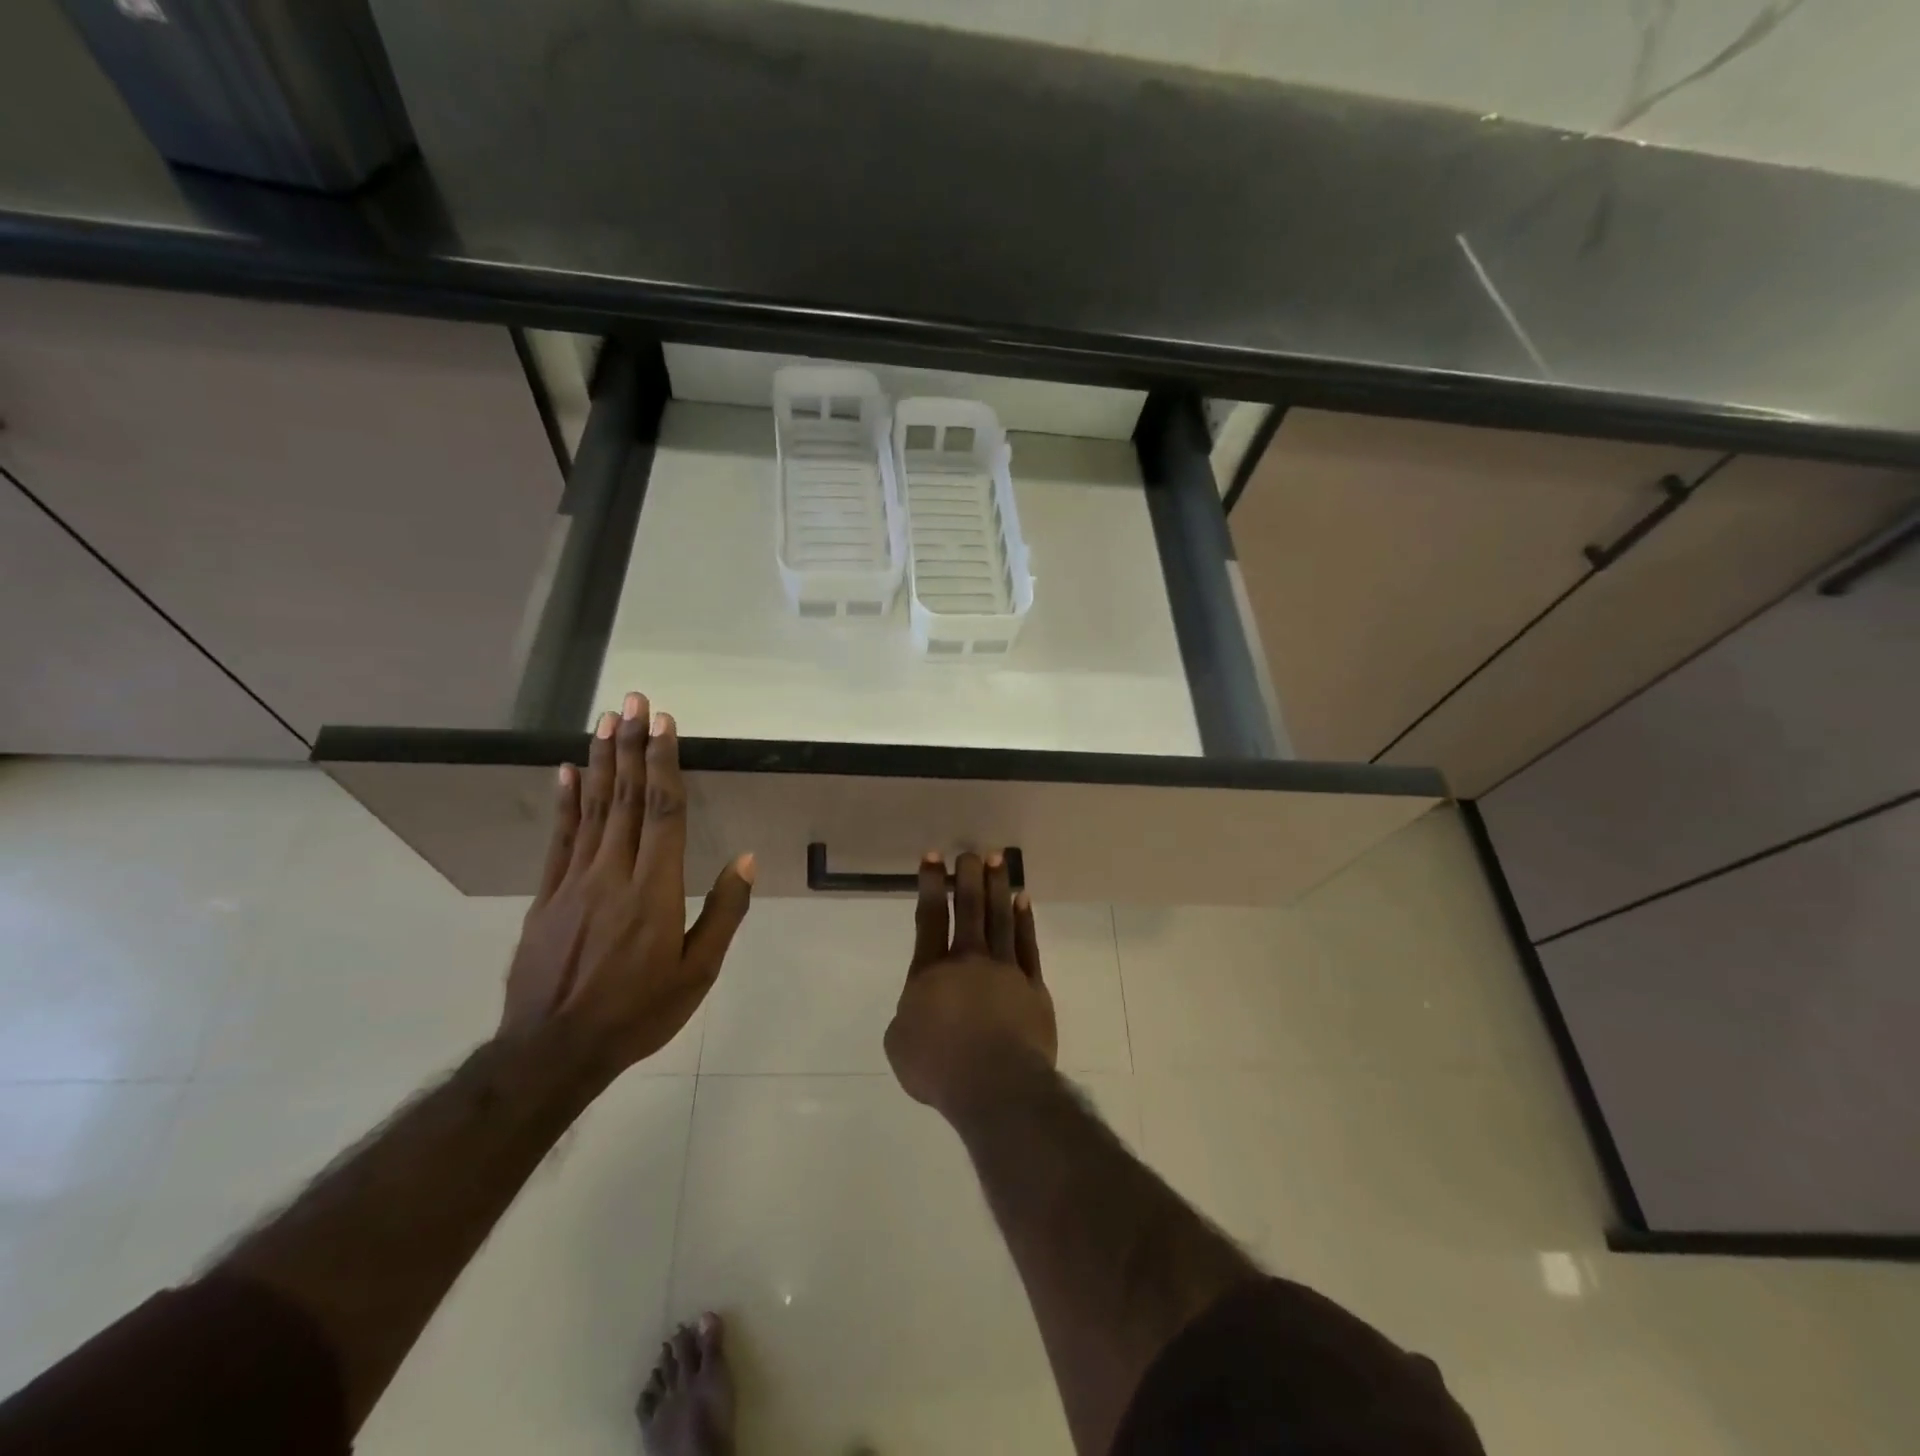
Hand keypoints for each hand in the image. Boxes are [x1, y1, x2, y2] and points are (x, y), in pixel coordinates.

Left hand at [504, 691, 753, 1076]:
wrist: (553, 1050)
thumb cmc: (638, 1012)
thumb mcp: (698, 972)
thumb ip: (723, 912)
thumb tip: (745, 860)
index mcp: (655, 889)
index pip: (663, 811)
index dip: (664, 762)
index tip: (663, 723)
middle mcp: (613, 872)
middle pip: (626, 798)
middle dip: (631, 745)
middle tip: (633, 700)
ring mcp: (574, 881)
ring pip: (592, 809)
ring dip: (601, 761)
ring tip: (605, 720)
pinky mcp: (546, 895)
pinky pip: (559, 838)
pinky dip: (565, 801)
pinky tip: (567, 771)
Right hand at [884, 850, 1055, 1115]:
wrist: (996, 1085)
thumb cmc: (940, 1068)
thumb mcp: (900, 1045)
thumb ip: (906, 1017)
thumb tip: (919, 1008)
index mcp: (930, 972)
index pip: (930, 918)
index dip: (931, 884)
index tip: (934, 858)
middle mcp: (968, 961)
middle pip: (969, 909)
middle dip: (968, 877)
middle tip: (970, 852)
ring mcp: (1005, 970)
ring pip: (1000, 918)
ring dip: (998, 886)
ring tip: (997, 860)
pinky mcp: (1033, 986)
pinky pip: (1027, 944)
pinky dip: (1024, 920)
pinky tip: (1022, 900)